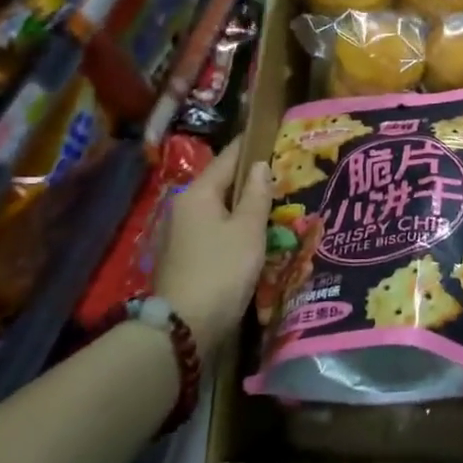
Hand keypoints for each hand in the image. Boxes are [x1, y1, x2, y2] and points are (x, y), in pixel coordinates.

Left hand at [156, 137, 273, 351]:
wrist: (185, 326)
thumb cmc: (222, 270)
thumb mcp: (248, 230)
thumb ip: (257, 195)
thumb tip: (260, 165)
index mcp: (198, 193)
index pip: (228, 159)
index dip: (251, 146)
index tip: (272, 136)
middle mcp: (183, 207)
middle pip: (221, 184)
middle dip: (250, 180)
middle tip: (283, 176)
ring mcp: (179, 234)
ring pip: (218, 210)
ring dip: (243, 207)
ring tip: (274, 206)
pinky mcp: (183, 257)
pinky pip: (214, 231)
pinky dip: (233, 228)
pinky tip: (254, 237)